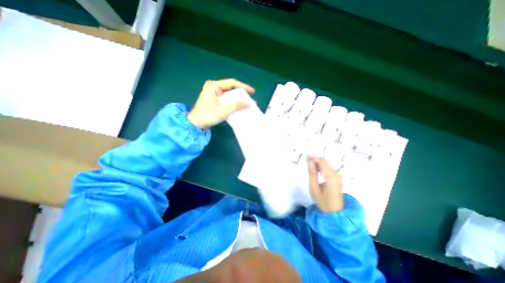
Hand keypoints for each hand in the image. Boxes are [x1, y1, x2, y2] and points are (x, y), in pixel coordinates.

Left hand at [186, 78, 254, 129]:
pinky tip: (238, 104)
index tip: (252, 91)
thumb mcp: (223, 111)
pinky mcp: (213, 98)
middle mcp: (213, 86)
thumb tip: (250, 103)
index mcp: (214, 86)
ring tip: (246, 101)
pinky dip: (232, 101)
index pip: (232, 83)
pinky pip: (225, 97)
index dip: (243, 86)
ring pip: (228, 92)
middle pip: (230, 87)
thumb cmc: (208, 116)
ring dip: (237, 97)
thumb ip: (237, 106)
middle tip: (250, 97)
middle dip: (241, 93)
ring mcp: (213, 92)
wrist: (196, 124)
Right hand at [306, 157, 345, 211]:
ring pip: (327, 165)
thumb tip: (310, 162)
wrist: (335, 212)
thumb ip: (312, 174)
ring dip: (318, 164)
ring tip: (309, 166)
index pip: (322, 162)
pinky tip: (316, 171)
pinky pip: (329, 169)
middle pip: (325, 162)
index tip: (305, 157)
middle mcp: (336, 175)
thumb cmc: (322, 201)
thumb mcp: (314, 188)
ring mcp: (338, 176)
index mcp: (330, 177)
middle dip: (315, 160)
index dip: (313, 158)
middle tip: (306, 161)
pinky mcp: (338, 179)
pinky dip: (322, 168)